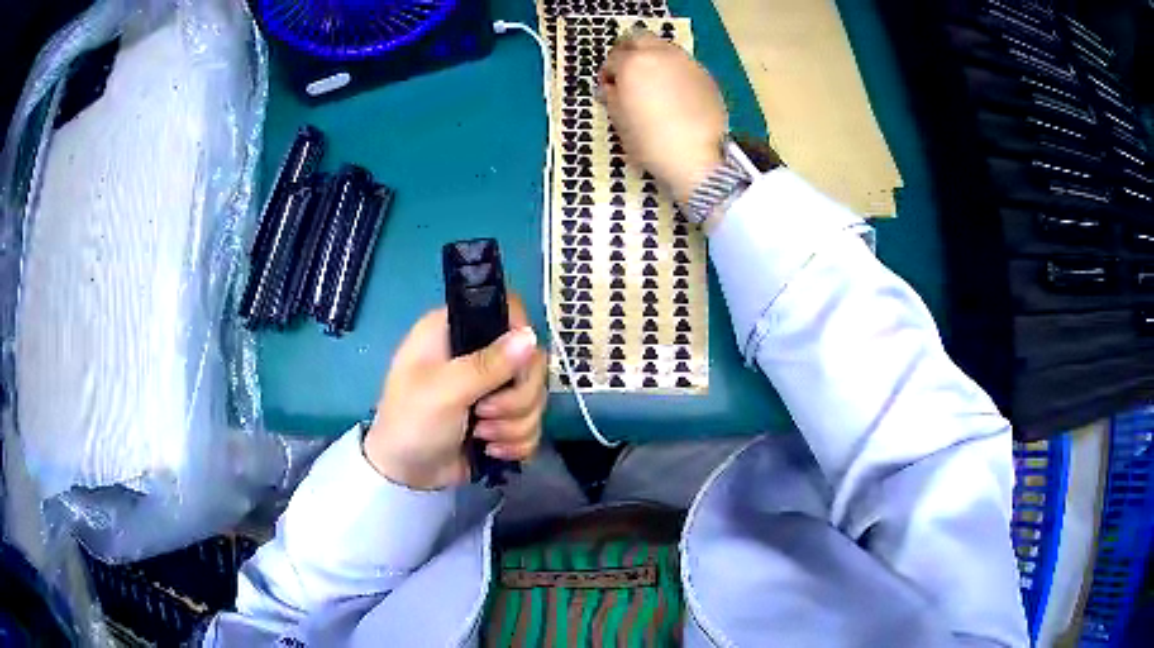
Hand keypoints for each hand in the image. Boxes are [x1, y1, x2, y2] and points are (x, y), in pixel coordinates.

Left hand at [365, 296, 546, 489]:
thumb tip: (530, 336)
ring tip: (483, 436)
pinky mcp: (502, 418)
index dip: (520, 334)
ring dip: (514, 424)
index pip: (507, 310)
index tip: (516, 366)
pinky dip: (518, 441)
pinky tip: (493, 451)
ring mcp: (493, 388)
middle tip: (484, 413)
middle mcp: (477, 352)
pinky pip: (533, 422)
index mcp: (455, 330)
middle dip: (516, 397)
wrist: (405, 475)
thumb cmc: (411, 422)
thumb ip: (487, 364)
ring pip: (535, 396)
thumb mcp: (443, 391)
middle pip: (531, 359)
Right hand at [599, 30, 727, 204]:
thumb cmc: (651, 142)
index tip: (608, 88)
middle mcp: (660, 54)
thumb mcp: (620, 122)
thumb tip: (610, 87)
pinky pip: (682, 63)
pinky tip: (673, 92)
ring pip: (663, 47)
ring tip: (651, 82)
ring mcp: (686, 62)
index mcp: (633, 63)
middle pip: (638, 38)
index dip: (607, 73)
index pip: (612, 58)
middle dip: (628, 51)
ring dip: (652, 57)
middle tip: (626, 72)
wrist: (698, 156)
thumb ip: (611, 97)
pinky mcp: (705, 75)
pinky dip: (672, 69)